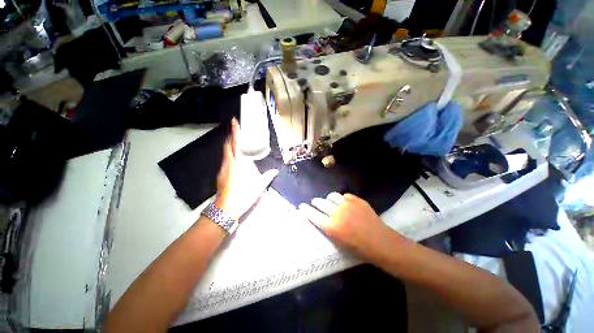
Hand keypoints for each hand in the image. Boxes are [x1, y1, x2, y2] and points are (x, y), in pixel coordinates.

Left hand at [216, 118, 277, 219]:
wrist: (226, 209)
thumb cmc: (243, 195)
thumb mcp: (259, 186)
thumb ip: (268, 176)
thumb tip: (275, 171)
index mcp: (238, 163)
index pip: (235, 143)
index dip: (235, 131)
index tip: (234, 121)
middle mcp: (228, 163)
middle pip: (227, 146)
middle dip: (231, 137)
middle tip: (236, 132)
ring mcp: (222, 169)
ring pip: (224, 153)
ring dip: (229, 146)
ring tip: (236, 144)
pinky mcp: (220, 175)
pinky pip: (224, 161)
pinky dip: (228, 156)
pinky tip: (234, 161)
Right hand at [298, 193, 396, 259]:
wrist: (381, 243)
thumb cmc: (359, 249)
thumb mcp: (338, 242)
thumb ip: (327, 228)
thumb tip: (320, 218)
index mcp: (331, 226)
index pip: (312, 214)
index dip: (305, 209)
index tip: (302, 206)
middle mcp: (337, 213)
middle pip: (320, 202)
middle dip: (316, 202)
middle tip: (316, 203)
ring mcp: (348, 204)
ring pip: (332, 196)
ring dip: (329, 199)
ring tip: (332, 203)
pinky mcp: (357, 200)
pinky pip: (345, 195)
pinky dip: (343, 199)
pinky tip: (346, 204)